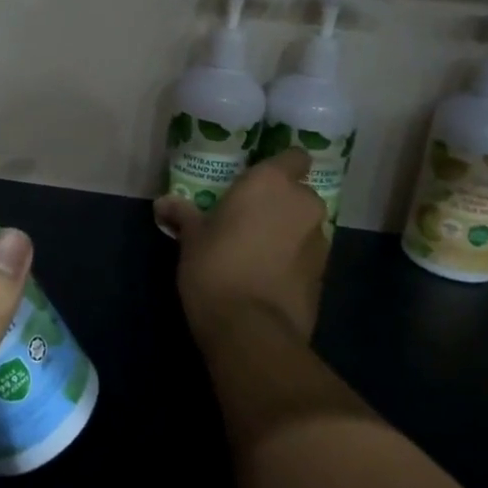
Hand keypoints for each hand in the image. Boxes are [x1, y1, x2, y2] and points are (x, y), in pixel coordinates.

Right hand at [156, 149, 328, 349]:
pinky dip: (292, 261)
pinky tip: (266, 277)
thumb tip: (163, 203)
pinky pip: (306, 256)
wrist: (251, 330)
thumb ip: (183, 214)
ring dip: (287, 232)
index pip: (294, 156)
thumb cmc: (216, 266)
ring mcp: (320, 241)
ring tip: (256, 251)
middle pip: (299, 193)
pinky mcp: (324, 276)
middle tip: (248, 218)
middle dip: (280, 203)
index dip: (280, 166)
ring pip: (304, 226)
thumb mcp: (191, 237)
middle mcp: (303, 204)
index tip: (257, 180)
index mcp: (272, 183)